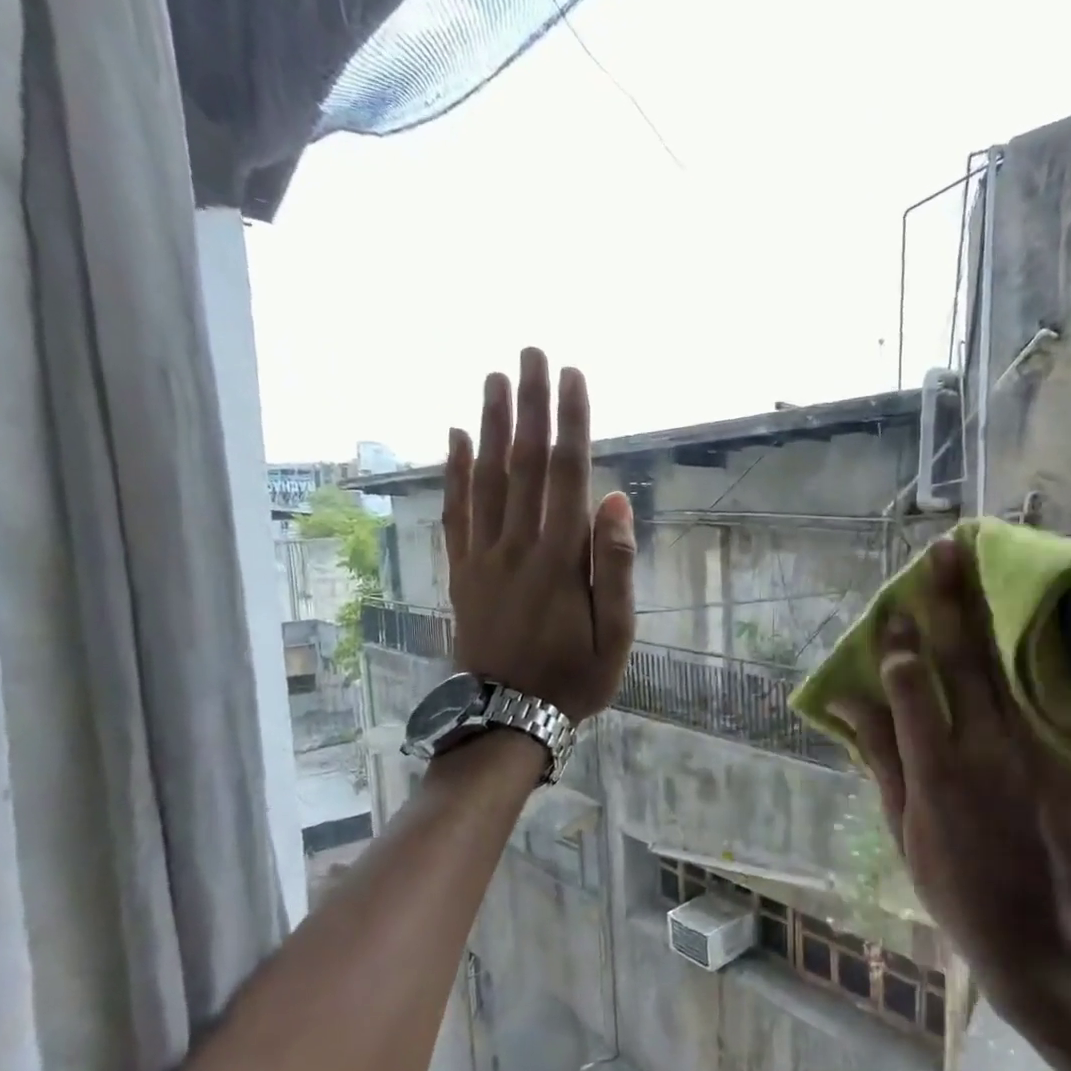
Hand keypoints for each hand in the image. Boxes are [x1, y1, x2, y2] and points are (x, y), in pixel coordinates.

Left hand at [443, 348, 636, 721]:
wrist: (507, 717)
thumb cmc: (573, 679)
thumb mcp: (615, 636)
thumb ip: (614, 568)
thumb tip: (616, 501)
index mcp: (560, 559)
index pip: (567, 475)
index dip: (571, 422)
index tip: (573, 376)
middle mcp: (517, 545)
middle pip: (523, 463)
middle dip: (530, 404)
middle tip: (531, 353)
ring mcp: (483, 557)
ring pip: (485, 478)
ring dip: (490, 424)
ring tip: (494, 377)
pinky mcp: (461, 571)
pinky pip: (455, 513)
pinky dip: (454, 472)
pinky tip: (453, 437)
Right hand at [834, 539, 1070, 1013]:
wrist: (1041, 934)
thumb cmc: (953, 888)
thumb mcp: (900, 830)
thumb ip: (879, 759)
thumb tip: (846, 703)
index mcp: (935, 771)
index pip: (911, 686)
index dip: (898, 644)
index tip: (893, 610)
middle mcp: (986, 749)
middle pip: (965, 659)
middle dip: (952, 600)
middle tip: (944, 552)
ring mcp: (1035, 750)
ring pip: (1011, 663)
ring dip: (995, 609)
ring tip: (985, 563)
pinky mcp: (1070, 758)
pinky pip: (1053, 692)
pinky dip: (1040, 649)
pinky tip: (1033, 613)